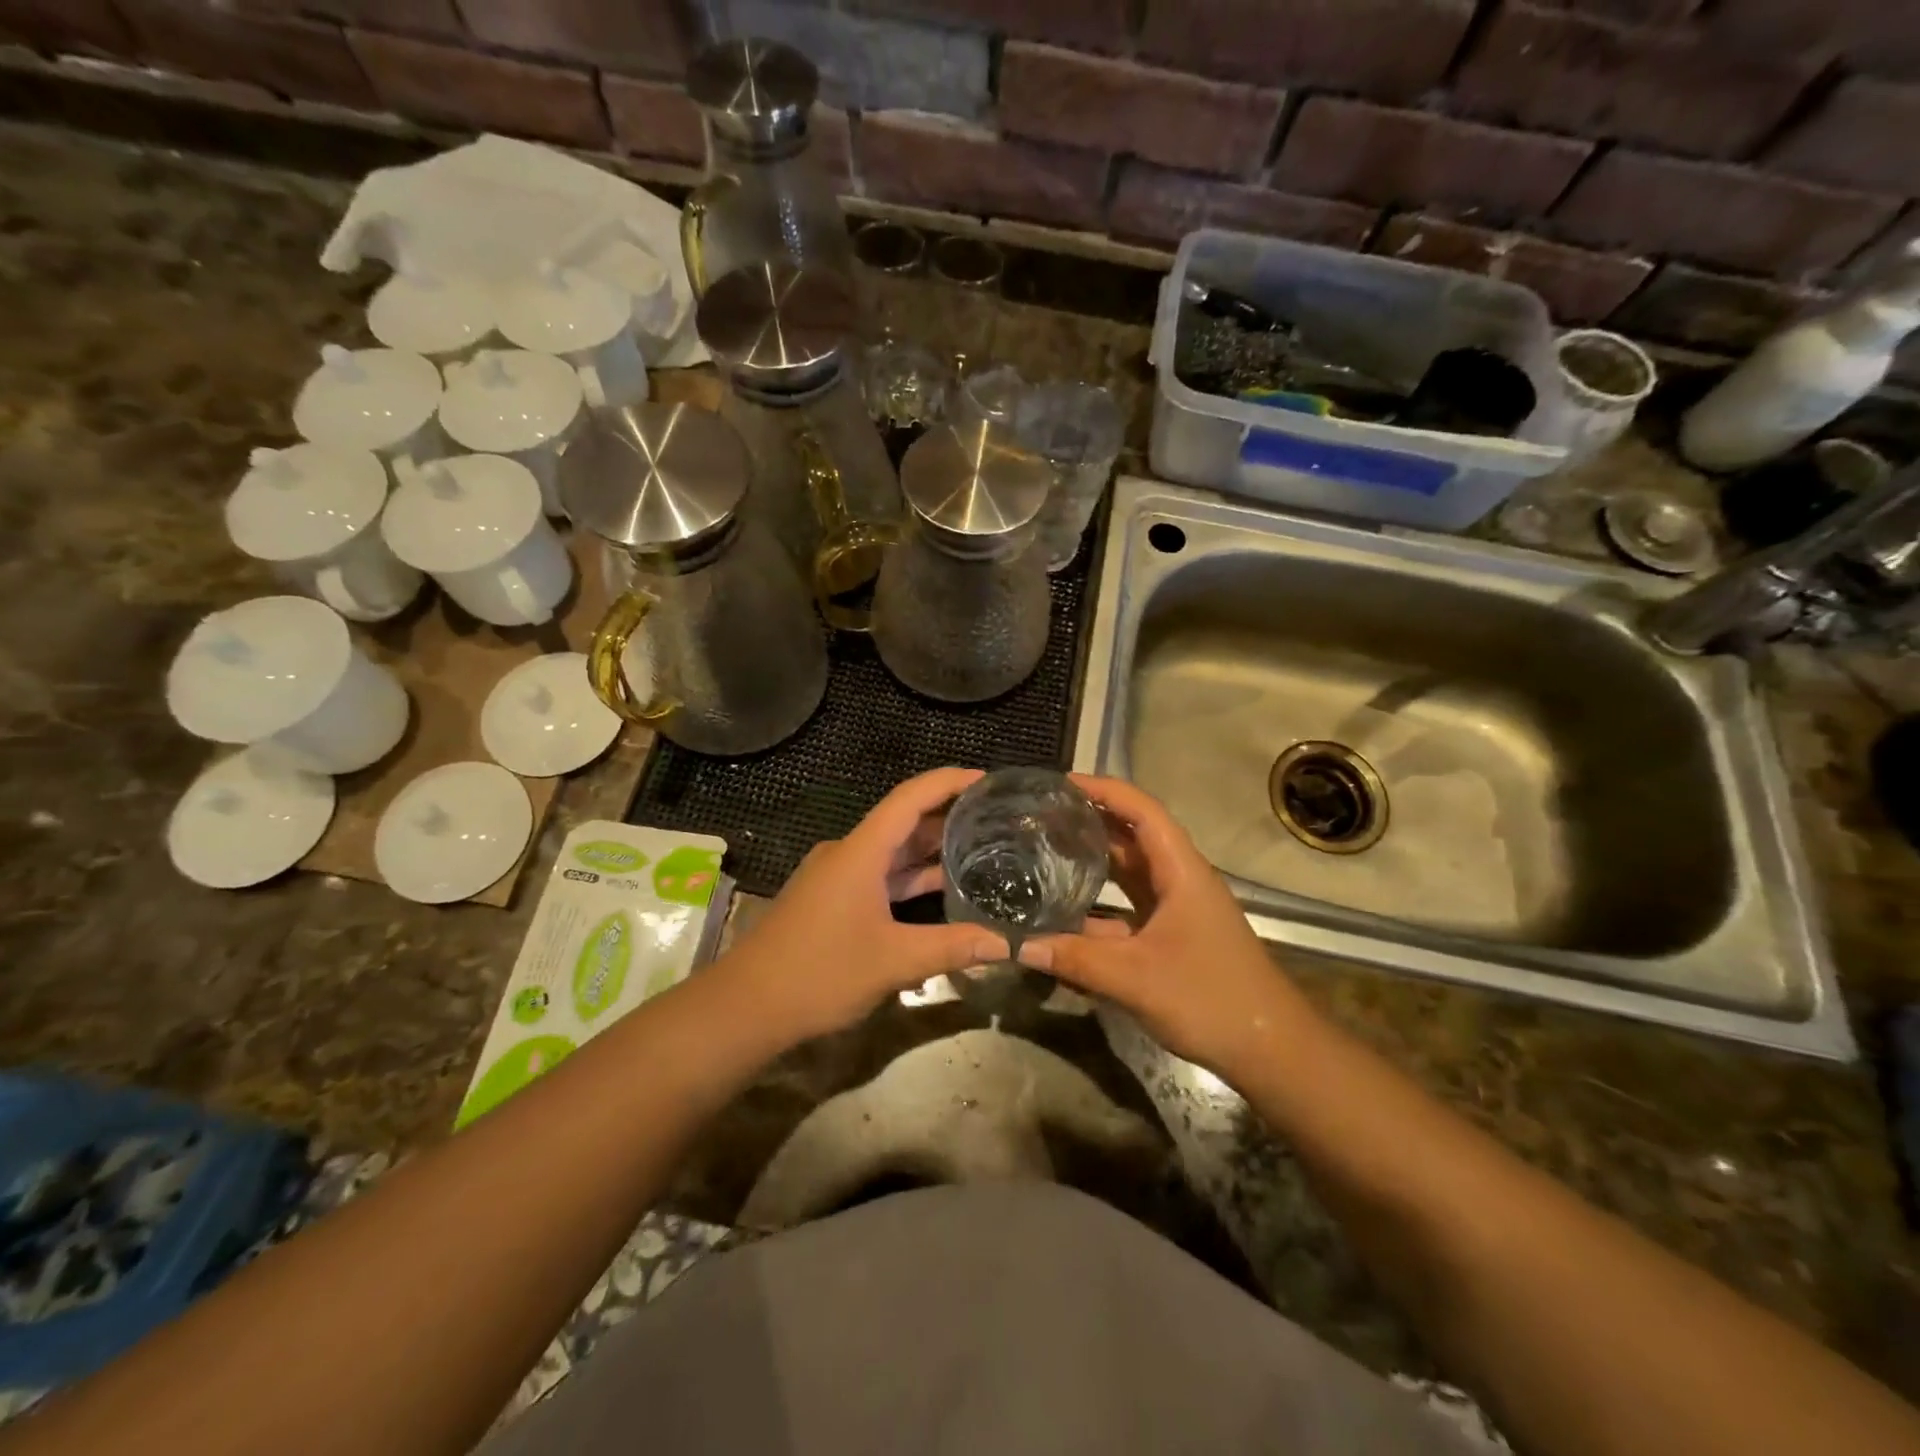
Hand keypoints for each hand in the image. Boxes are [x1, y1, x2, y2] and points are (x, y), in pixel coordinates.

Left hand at [720, 768, 1008, 1044]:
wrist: (746, 1007)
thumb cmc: (819, 973)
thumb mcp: (894, 961)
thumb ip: (954, 947)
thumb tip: (1010, 943)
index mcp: (861, 851)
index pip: (910, 797)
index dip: (949, 782)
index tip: (987, 779)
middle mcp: (848, 853)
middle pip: (903, 821)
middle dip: (948, 816)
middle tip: (997, 818)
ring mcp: (837, 877)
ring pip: (891, 852)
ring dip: (930, 850)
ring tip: (981, 848)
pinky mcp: (832, 900)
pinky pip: (880, 876)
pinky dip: (910, 877)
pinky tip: (941, 888)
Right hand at [1016, 774, 1313, 1079]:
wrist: (1270, 1050)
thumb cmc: (1211, 999)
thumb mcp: (1136, 978)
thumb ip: (1075, 960)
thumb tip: (1016, 945)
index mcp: (1181, 871)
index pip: (1141, 810)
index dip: (1103, 790)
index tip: (1059, 784)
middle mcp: (1179, 879)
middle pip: (1132, 835)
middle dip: (1089, 820)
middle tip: (1040, 816)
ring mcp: (1177, 908)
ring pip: (1130, 870)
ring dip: (1093, 858)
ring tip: (1045, 849)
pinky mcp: (1172, 934)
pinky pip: (1129, 905)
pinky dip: (1099, 901)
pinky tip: (1065, 911)